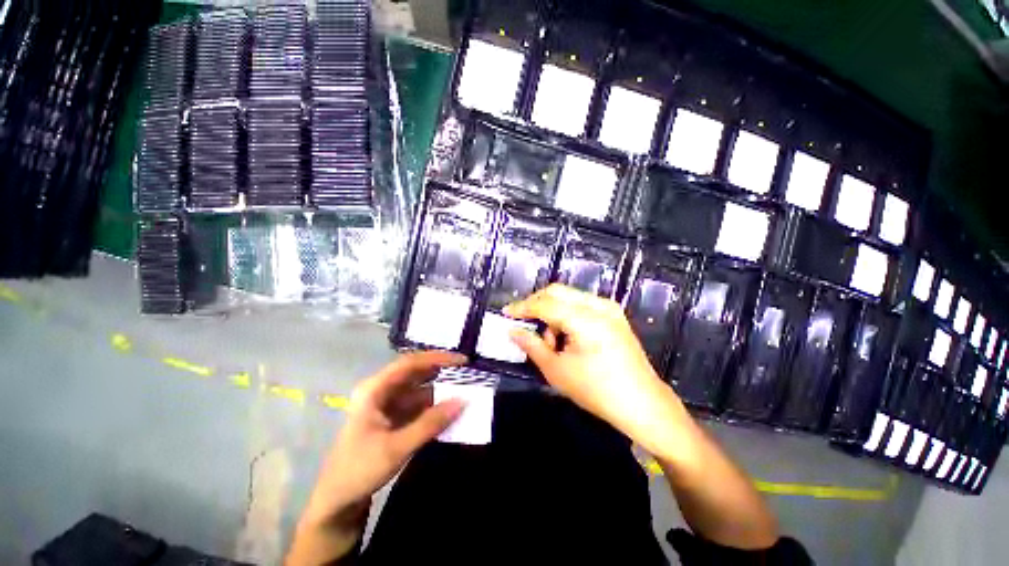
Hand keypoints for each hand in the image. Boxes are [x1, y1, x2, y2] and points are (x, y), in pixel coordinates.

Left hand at [303, 351, 466, 523]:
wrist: (336, 504)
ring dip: (440, 390)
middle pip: (416, 373)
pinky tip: (451, 409)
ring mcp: (387, 404)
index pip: (410, 363)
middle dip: (441, 371)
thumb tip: (463, 401)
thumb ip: (431, 423)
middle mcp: (381, 391)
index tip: (462, 361)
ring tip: (465, 389)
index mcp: (374, 389)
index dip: (437, 358)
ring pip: (419, 389)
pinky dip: (435, 406)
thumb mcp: (396, 447)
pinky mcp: (393, 418)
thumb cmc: (358, 471)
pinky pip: (419, 405)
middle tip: (468, 373)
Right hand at [504, 284, 687, 453]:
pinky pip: (581, 304)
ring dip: (552, 312)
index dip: (523, 307)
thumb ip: (532, 346)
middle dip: (536, 305)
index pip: (545, 304)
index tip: (506, 313)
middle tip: (525, 324)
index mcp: (586, 319)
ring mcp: (609, 308)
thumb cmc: (597, 391)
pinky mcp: (613, 314)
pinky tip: (567, 337)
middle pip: (557, 292)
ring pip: (568, 297)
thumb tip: (513, 331)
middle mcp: (599, 305)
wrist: (643, 404)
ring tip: (552, 341)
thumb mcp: (557, 371)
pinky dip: (567, 315)